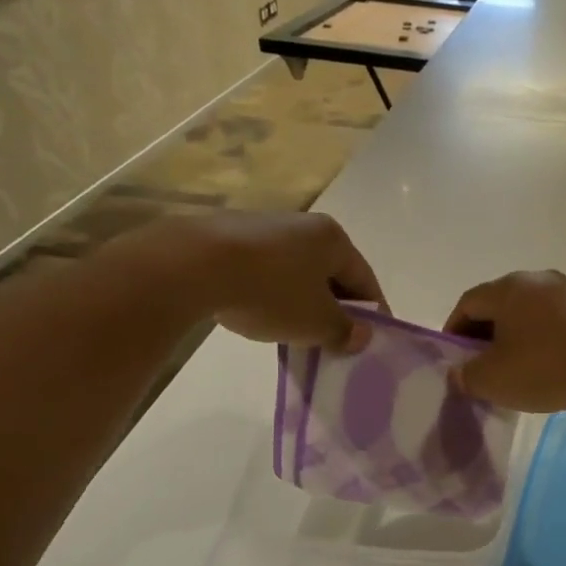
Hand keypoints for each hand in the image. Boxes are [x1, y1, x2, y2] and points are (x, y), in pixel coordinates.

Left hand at [112, 212, 384, 351]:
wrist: (193, 265)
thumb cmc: (271, 291)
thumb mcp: (316, 322)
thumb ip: (344, 331)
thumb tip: (362, 336)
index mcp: (334, 239)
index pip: (365, 280)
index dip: (372, 312)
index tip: (370, 339)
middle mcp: (304, 225)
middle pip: (332, 273)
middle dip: (336, 307)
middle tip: (334, 339)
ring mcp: (265, 227)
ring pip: (298, 272)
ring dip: (304, 301)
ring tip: (296, 331)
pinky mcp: (231, 236)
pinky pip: (267, 270)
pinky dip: (273, 293)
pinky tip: (261, 314)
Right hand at [443, 271, 565, 412]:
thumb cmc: (546, 367)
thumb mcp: (494, 380)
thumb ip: (468, 375)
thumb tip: (461, 371)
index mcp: (507, 288)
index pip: (468, 302)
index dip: (455, 330)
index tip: (455, 357)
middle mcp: (537, 279)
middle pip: (500, 304)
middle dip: (486, 333)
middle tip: (483, 365)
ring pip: (530, 312)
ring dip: (518, 337)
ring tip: (517, 369)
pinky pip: (557, 322)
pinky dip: (545, 340)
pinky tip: (550, 367)